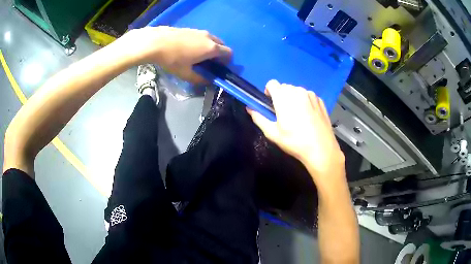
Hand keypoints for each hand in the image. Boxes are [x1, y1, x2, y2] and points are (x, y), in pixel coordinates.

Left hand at [120, 26, 231, 82]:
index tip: (218, 69)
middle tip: (208, 63)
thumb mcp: (186, 74)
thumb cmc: (172, 59)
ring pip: (211, 40)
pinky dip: (201, 43)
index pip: (229, 53)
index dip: (227, 62)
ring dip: (209, 48)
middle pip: (221, 45)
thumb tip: (209, 81)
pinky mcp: (190, 29)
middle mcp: (209, 37)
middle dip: (218, 54)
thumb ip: (200, 79)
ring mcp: (199, 31)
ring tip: (197, 56)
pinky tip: (188, 49)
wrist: (156, 42)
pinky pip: (202, 37)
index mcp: (211, 48)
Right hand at [247, 80, 344, 185]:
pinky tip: (308, 117)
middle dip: (281, 97)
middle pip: (284, 87)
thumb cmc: (295, 142)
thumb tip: (250, 108)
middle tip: (284, 113)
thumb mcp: (272, 133)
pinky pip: (308, 96)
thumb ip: (259, 118)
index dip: (269, 92)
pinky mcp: (320, 100)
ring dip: (293, 99)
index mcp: (284, 97)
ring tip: (297, 116)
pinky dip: (305, 102)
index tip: (271, 105)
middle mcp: (297, 91)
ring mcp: (311, 95)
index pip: (272, 83)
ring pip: (297, 91)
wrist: (321, 149)